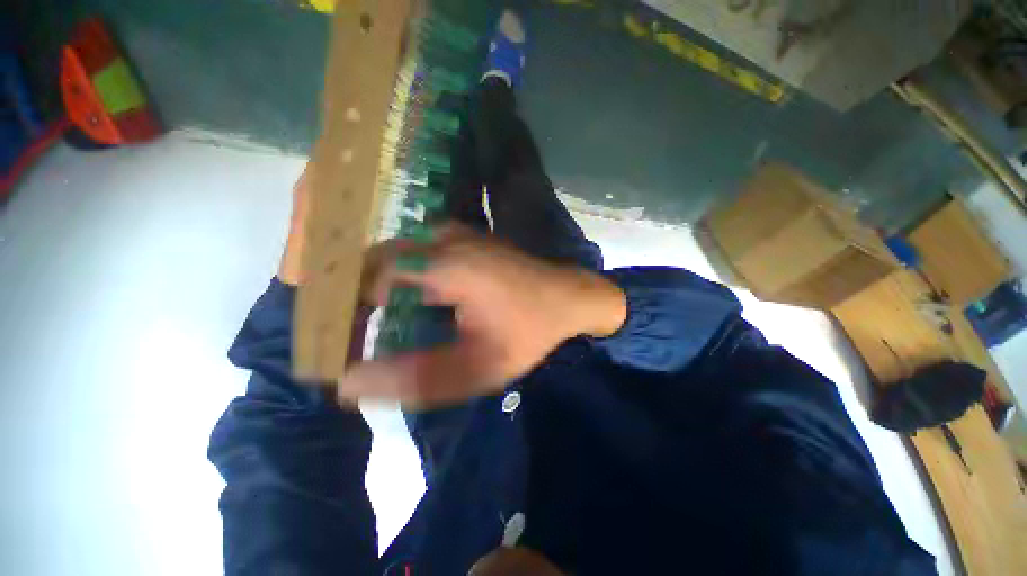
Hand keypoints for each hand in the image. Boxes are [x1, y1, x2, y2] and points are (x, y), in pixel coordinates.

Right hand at [339, 223, 626, 408]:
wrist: (568, 297)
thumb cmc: (531, 331)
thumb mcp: (480, 366)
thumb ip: (419, 379)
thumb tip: (350, 384)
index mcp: (445, 265)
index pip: (365, 281)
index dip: (343, 315)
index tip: (337, 347)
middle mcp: (442, 240)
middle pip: (372, 265)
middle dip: (351, 301)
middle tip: (349, 339)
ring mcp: (452, 234)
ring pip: (389, 258)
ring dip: (371, 290)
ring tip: (365, 327)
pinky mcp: (460, 239)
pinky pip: (411, 255)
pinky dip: (395, 279)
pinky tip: (400, 306)